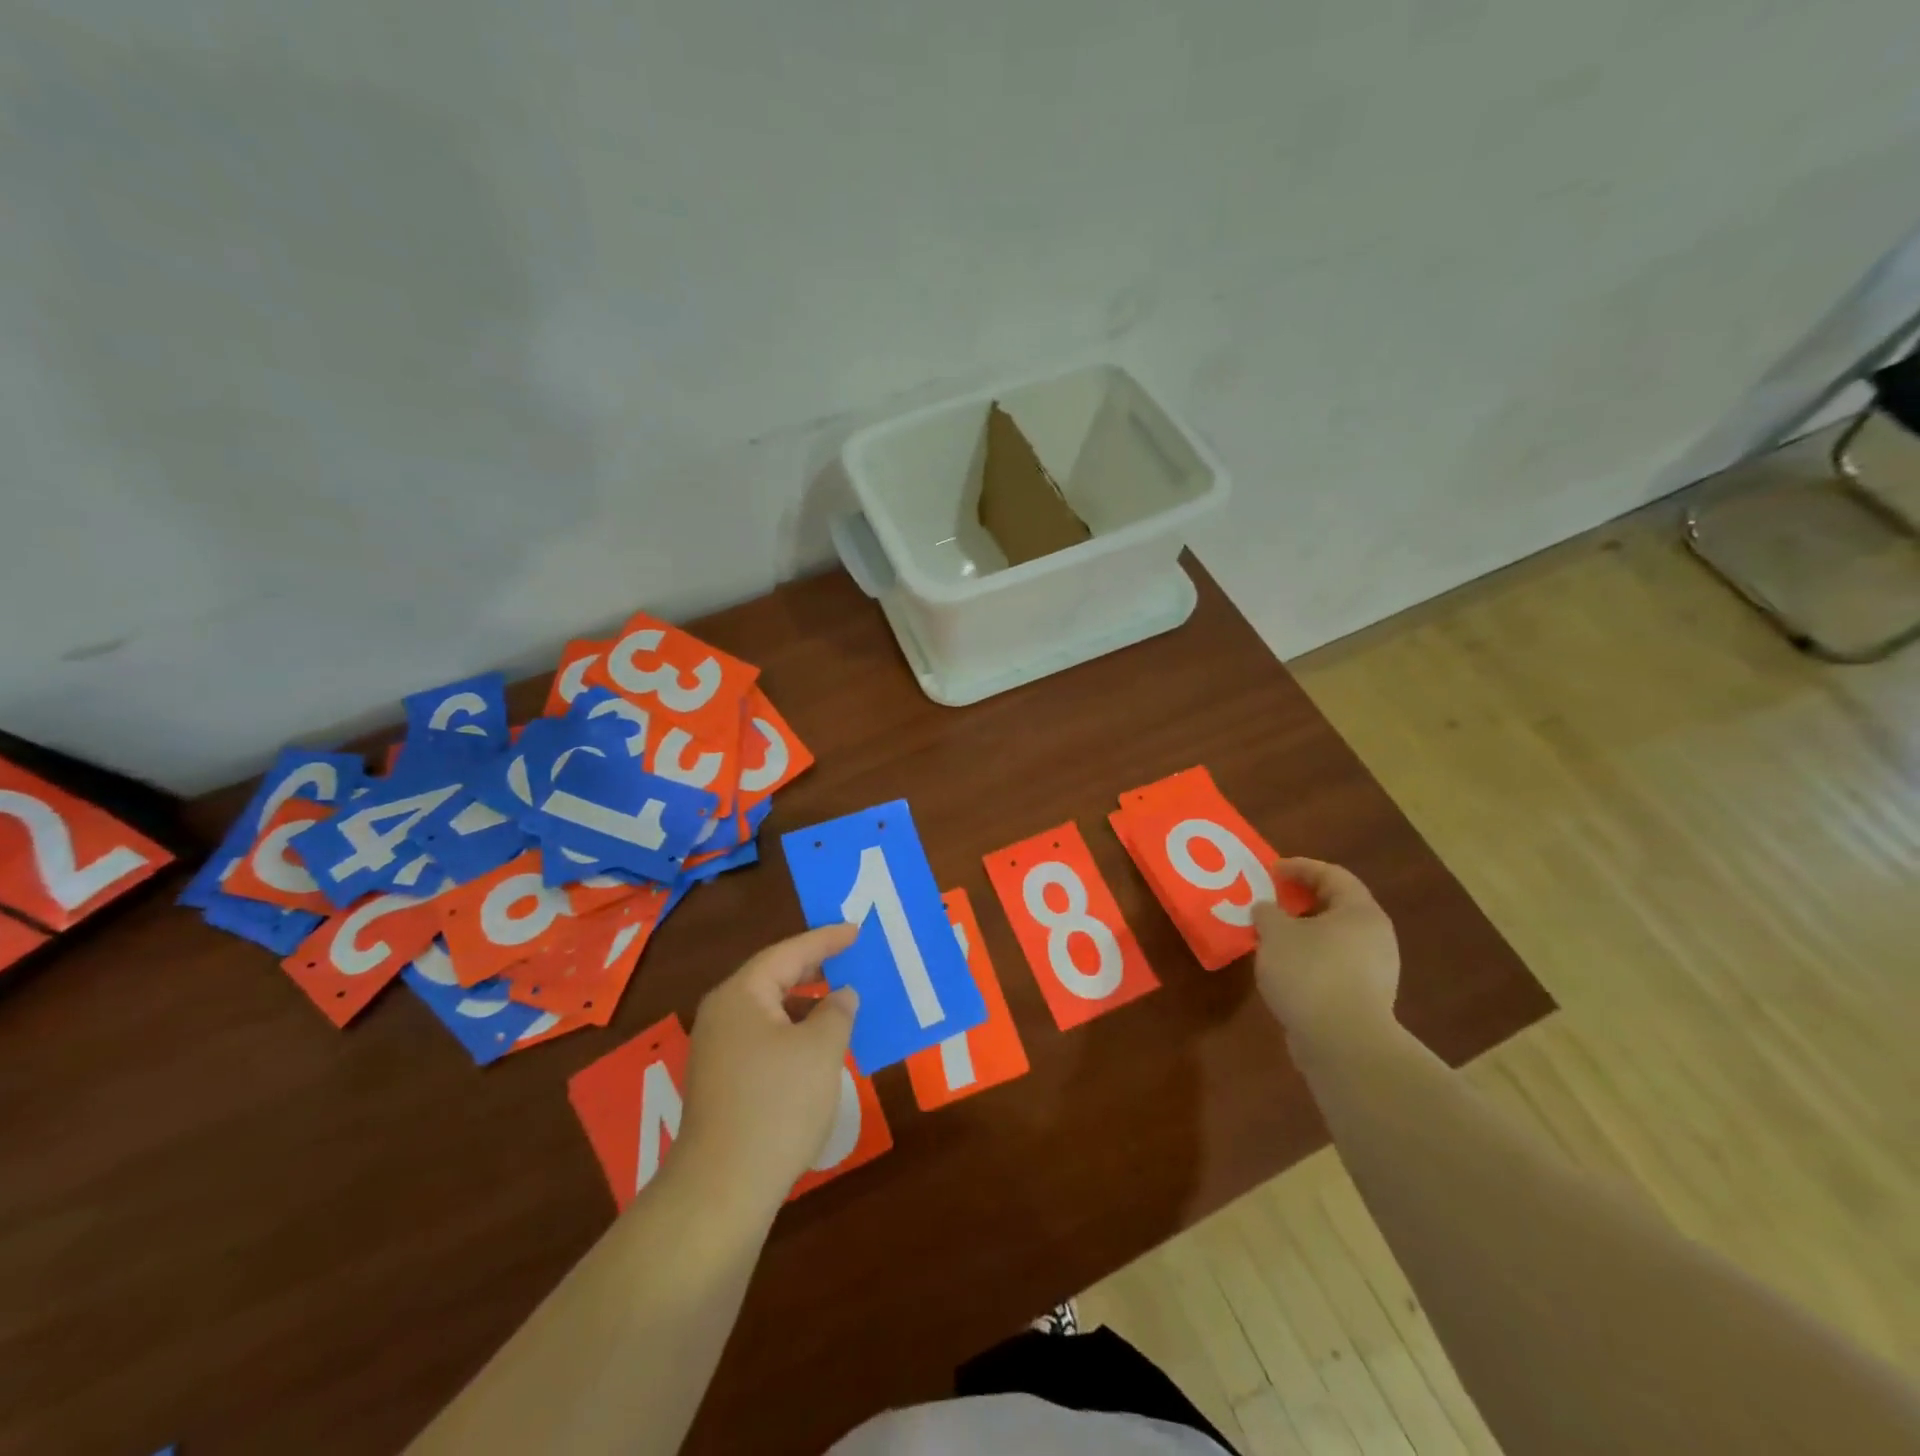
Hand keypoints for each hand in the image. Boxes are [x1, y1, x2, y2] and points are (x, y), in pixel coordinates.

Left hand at [677, 924, 860, 1216]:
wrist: (723, 1189)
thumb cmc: (777, 1105)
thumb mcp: (821, 1050)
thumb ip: (837, 1012)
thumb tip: (841, 995)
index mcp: (741, 995)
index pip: (788, 952)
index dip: (825, 940)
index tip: (856, 930)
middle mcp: (722, 1014)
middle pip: (773, 977)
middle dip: (813, 968)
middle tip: (849, 957)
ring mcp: (717, 1050)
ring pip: (769, 1011)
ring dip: (805, 1004)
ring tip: (841, 1002)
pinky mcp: (722, 1081)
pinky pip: (764, 1038)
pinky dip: (793, 1032)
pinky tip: (817, 1048)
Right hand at [1253, 858, 1399, 1050]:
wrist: (1343, 1044)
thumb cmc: (1310, 973)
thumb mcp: (1275, 934)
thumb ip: (1267, 913)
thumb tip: (1266, 910)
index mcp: (1360, 912)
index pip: (1332, 875)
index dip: (1300, 867)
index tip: (1271, 870)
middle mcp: (1375, 936)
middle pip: (1337, 906)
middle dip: (1301, 901)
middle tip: (1271, 901)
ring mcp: (1375, 970)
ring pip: (1335, 938)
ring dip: (1303, 932)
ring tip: (1271, 937)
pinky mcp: (1366, 999)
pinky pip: (1334, 965)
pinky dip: (1310, 959)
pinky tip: (1285, 969)